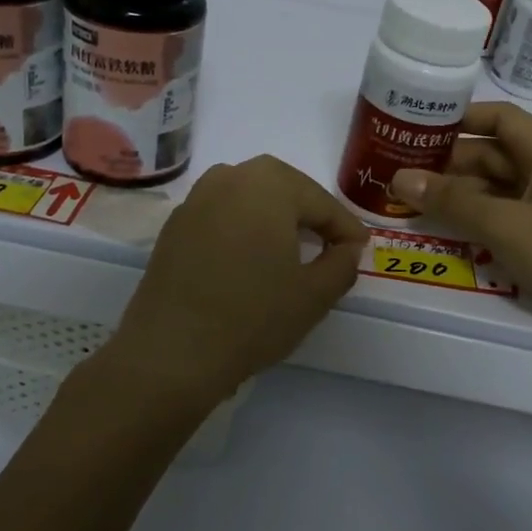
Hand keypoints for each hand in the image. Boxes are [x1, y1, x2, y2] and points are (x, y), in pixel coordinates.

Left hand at [104, 156, 367, 419]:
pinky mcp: (173, 227)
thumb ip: (342, 263)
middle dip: (309, 214)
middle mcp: (229, 177)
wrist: (171, 353)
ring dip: (274, 218)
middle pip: (283, 189)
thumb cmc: (253, 317)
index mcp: (269, 183)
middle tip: (329, 245)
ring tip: (290, 250)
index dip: (346, 228)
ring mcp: (195, 200)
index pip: (321, 202)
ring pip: (248, 199)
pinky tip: (249, 261)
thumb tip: (347, 248)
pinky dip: (242, 230)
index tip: (360, 251)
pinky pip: (221, 216)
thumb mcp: (315, 295)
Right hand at [388, 103, 531, 354]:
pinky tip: (444, 229)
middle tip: (398, 171)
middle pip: (491, 153)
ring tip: (409, 201)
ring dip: (457, 193)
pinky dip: (475, 217)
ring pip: (494, 187)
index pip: (498, 117)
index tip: (415, 127)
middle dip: (447, 162)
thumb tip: (400, 179)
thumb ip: (451, 201)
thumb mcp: (504, 225)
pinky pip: (503, 214)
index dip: (458, 118)